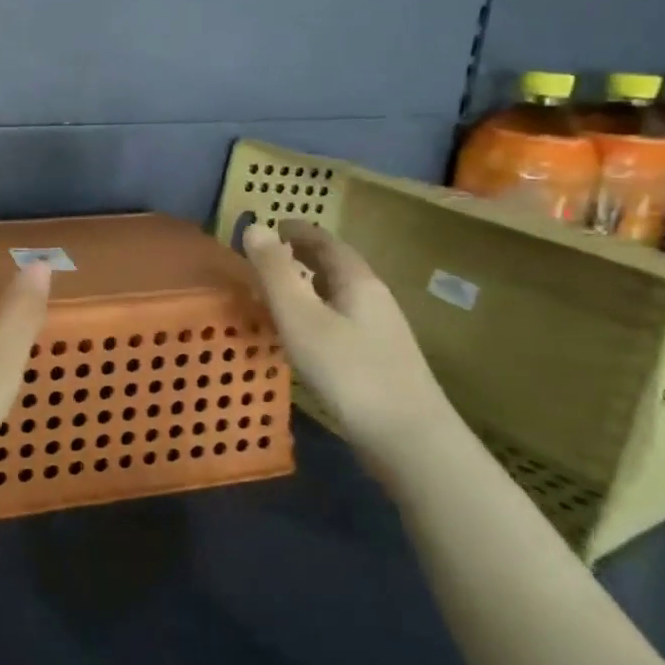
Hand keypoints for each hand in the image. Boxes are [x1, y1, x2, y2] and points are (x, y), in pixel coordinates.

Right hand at [240, 218, 453, 459]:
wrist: (410, 440)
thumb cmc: (349, 371)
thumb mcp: (300, 317)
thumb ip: (275, 272)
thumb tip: (254, 225)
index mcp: (358, 281)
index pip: (326, 242)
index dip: (297, 230)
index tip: (271, 225)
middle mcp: (374, 299)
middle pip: (337, 265)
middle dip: (303, 254)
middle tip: (269, 253)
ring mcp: (381, 331)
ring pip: (341, 293)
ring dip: (310, 283)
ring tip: (280, 288)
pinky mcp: (380, 360)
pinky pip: (342, 318)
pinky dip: (318, 310)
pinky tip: (305, 332)